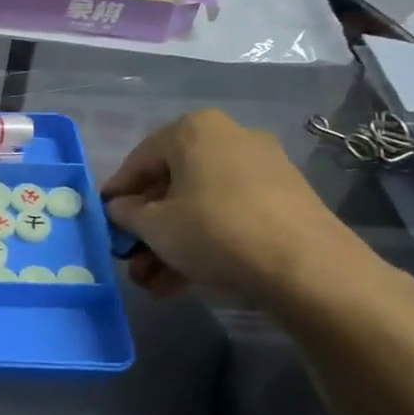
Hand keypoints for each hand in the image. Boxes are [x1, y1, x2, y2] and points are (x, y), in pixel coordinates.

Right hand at [99, 109, 371, 305]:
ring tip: (153, 284)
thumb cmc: (215, 232)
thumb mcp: (154, 226)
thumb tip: (119, 209)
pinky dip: (204, 244)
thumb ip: (126, 214)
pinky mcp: (284, 202)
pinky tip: (184, 282)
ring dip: (171, 244)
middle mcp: (229, 139)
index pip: (138, 160)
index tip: (104, 224)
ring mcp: (262, 170)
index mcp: (193, 130)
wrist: (309, 269)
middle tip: (130, 260)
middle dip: (147, 229)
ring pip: (199, 206)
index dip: (116, 195)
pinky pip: (228, 217)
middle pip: (171, 185)